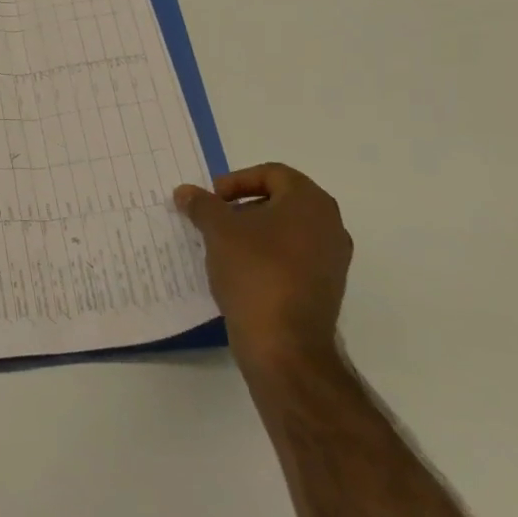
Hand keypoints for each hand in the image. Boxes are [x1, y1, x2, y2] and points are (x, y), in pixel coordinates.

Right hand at [175, 164, 351, 376]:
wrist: (284, 343)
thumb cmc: (254, 272)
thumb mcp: (218, 230)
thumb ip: (202, 205)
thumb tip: (186, 192)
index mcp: (310, 203)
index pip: (273, 173)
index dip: (237, 180)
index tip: (212, 199)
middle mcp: (330, 225)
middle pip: (281, 200)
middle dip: (243, 205)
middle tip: (214, 219)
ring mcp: (331, 258)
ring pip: (286, 230)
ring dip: (253, 231)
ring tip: (221, 246)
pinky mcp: (324, 286)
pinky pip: (292, 257)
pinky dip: (266, 255)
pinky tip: (239, 271)